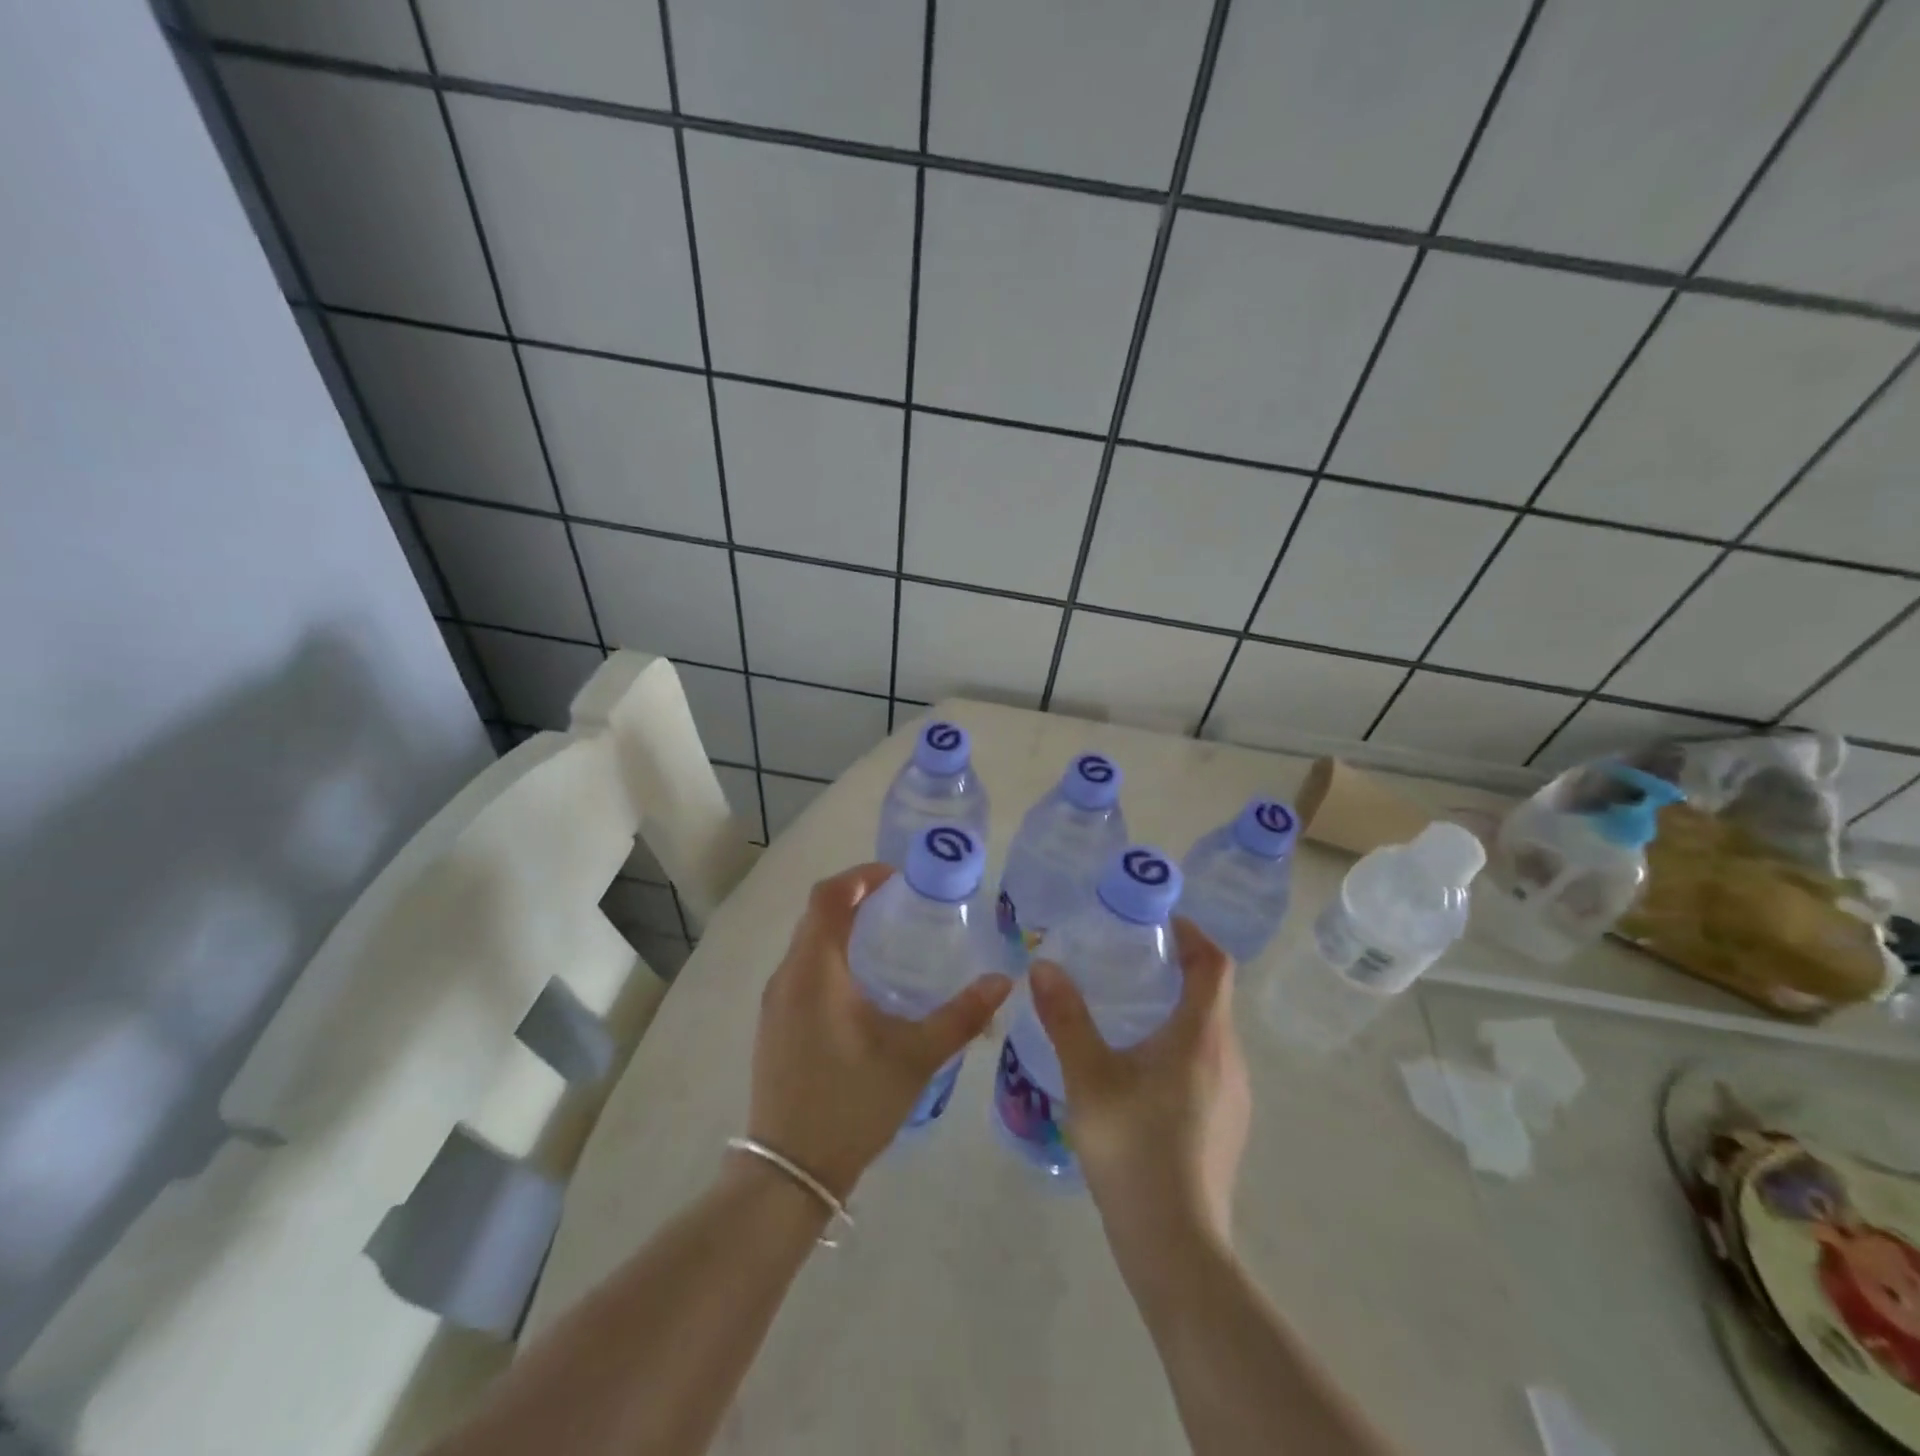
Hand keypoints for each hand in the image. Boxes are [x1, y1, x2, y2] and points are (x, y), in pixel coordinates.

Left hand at [746, 863, 1012, 1201]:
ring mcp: (775, 1003)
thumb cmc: (851, 1103)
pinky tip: (864, 988)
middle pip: (817, 915)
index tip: (899, 878)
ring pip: (808, 944)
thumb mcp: (915, 1057)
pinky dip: (831, 958)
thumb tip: (1003, 981)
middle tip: (903, 905)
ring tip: (889, 940)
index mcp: (815, 970)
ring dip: (842, 929)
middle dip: (857, 900)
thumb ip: (961, 1016)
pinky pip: (802, 971)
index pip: (828, 896)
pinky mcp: (774, 1026)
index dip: (861, 876)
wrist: (789, 1173)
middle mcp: (788, 976)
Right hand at [1028, 918, 1249, 1243]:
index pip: (1214, 963)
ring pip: (1210, 1033)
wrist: (1176, 1247)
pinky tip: (1140, 1071)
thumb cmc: (1134, 1148)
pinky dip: (1180, 1046)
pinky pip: (1207, 1065)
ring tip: (1128, 1010)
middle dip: (1178, 969)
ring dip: (1178, 1009)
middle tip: (1130, 960)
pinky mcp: (1227, 1126)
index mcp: (1202, 1036)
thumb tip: (1044, 966)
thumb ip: (1066, 1018)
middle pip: (1213, 995)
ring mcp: (1234, 1096)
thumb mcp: (1088, 1077)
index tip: (1159, 922)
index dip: (1192, 934)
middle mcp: (1228, 1058)